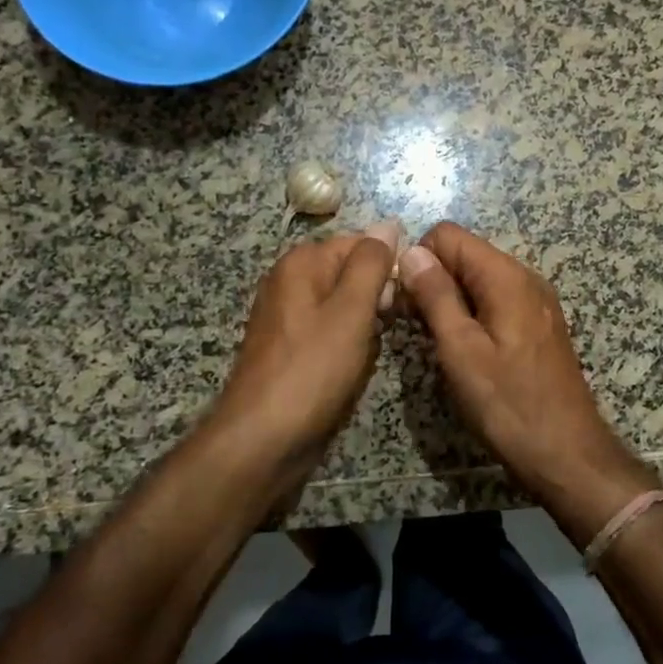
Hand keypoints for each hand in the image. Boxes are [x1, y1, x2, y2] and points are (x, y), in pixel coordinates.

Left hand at [210, 223, 399, 463]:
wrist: (262, 439)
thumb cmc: (311, 370)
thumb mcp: (351, 311)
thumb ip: (371, 263)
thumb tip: (388, 223)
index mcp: (301, 262)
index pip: (361, 243)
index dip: (387, 268)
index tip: (400, 301)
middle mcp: (289, 280)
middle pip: (351, 273)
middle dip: (376, 299)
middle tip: (383, 330)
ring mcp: (286, 315)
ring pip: (344, 306)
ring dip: (364, 326)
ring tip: (366, 353)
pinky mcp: (289, 347)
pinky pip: (330, 333)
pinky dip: (347, 346)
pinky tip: (350, 368)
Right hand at [398, 223, 657, 534]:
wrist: (567, 454)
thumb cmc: (508, 404)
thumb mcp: (461, 350)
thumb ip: (436, 296)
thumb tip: (412, 252)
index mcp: (505, 276)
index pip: (447, 235)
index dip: (419, 260)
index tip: (406, 301)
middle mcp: (524, 277)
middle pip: (464, 254)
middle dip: (433, 280)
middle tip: (417, 327)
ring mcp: (534, 301)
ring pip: (477, 279)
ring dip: (450, 300)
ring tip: (439, 343)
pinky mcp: (536, 324)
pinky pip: (494, 301)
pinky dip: (472, 314)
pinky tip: (465, 351)